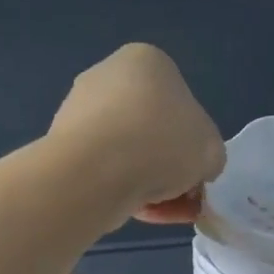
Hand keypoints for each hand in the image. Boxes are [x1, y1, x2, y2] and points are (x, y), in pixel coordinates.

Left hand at [51, 44, 225, 224]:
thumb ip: (208, 156)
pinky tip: (135, 211)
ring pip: (128, 152)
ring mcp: (78, 108)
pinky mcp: (60, 143)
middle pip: (153, 129)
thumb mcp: (212, 149)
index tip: (197, 171)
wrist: (95, 172)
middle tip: (183, 197)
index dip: (194, 144)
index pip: (181, 103)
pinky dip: (121, 189)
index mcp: (147, 61)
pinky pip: (103, 168)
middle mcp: (108, 75)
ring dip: (148, 182)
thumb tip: (195, 170)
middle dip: (169, 166)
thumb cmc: (163, 143)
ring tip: (161, 212)